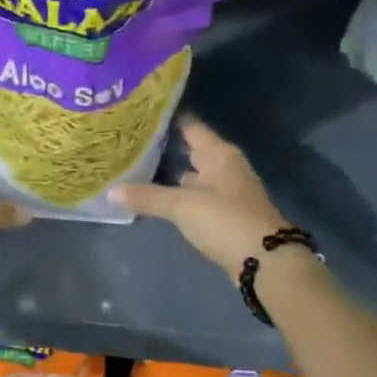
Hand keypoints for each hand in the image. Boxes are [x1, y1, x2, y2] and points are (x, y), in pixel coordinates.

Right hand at [112, 118, 290, 273]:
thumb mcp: (181, 206)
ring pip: (196, 175)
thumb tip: (110, 191)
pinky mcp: (228, 214)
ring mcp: (229, 190)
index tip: (141, 115)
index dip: (167, 120)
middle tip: (133, 144)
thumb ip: (147, 197)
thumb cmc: (224, 220)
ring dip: (174, 174)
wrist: (266, 261)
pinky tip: (162, 200)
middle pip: (193, 150)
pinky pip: (200, 196)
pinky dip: (183, 196)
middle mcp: (226, 166)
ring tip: (140, 170)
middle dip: (167, 148)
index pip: (190, 126)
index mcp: (219, 153)